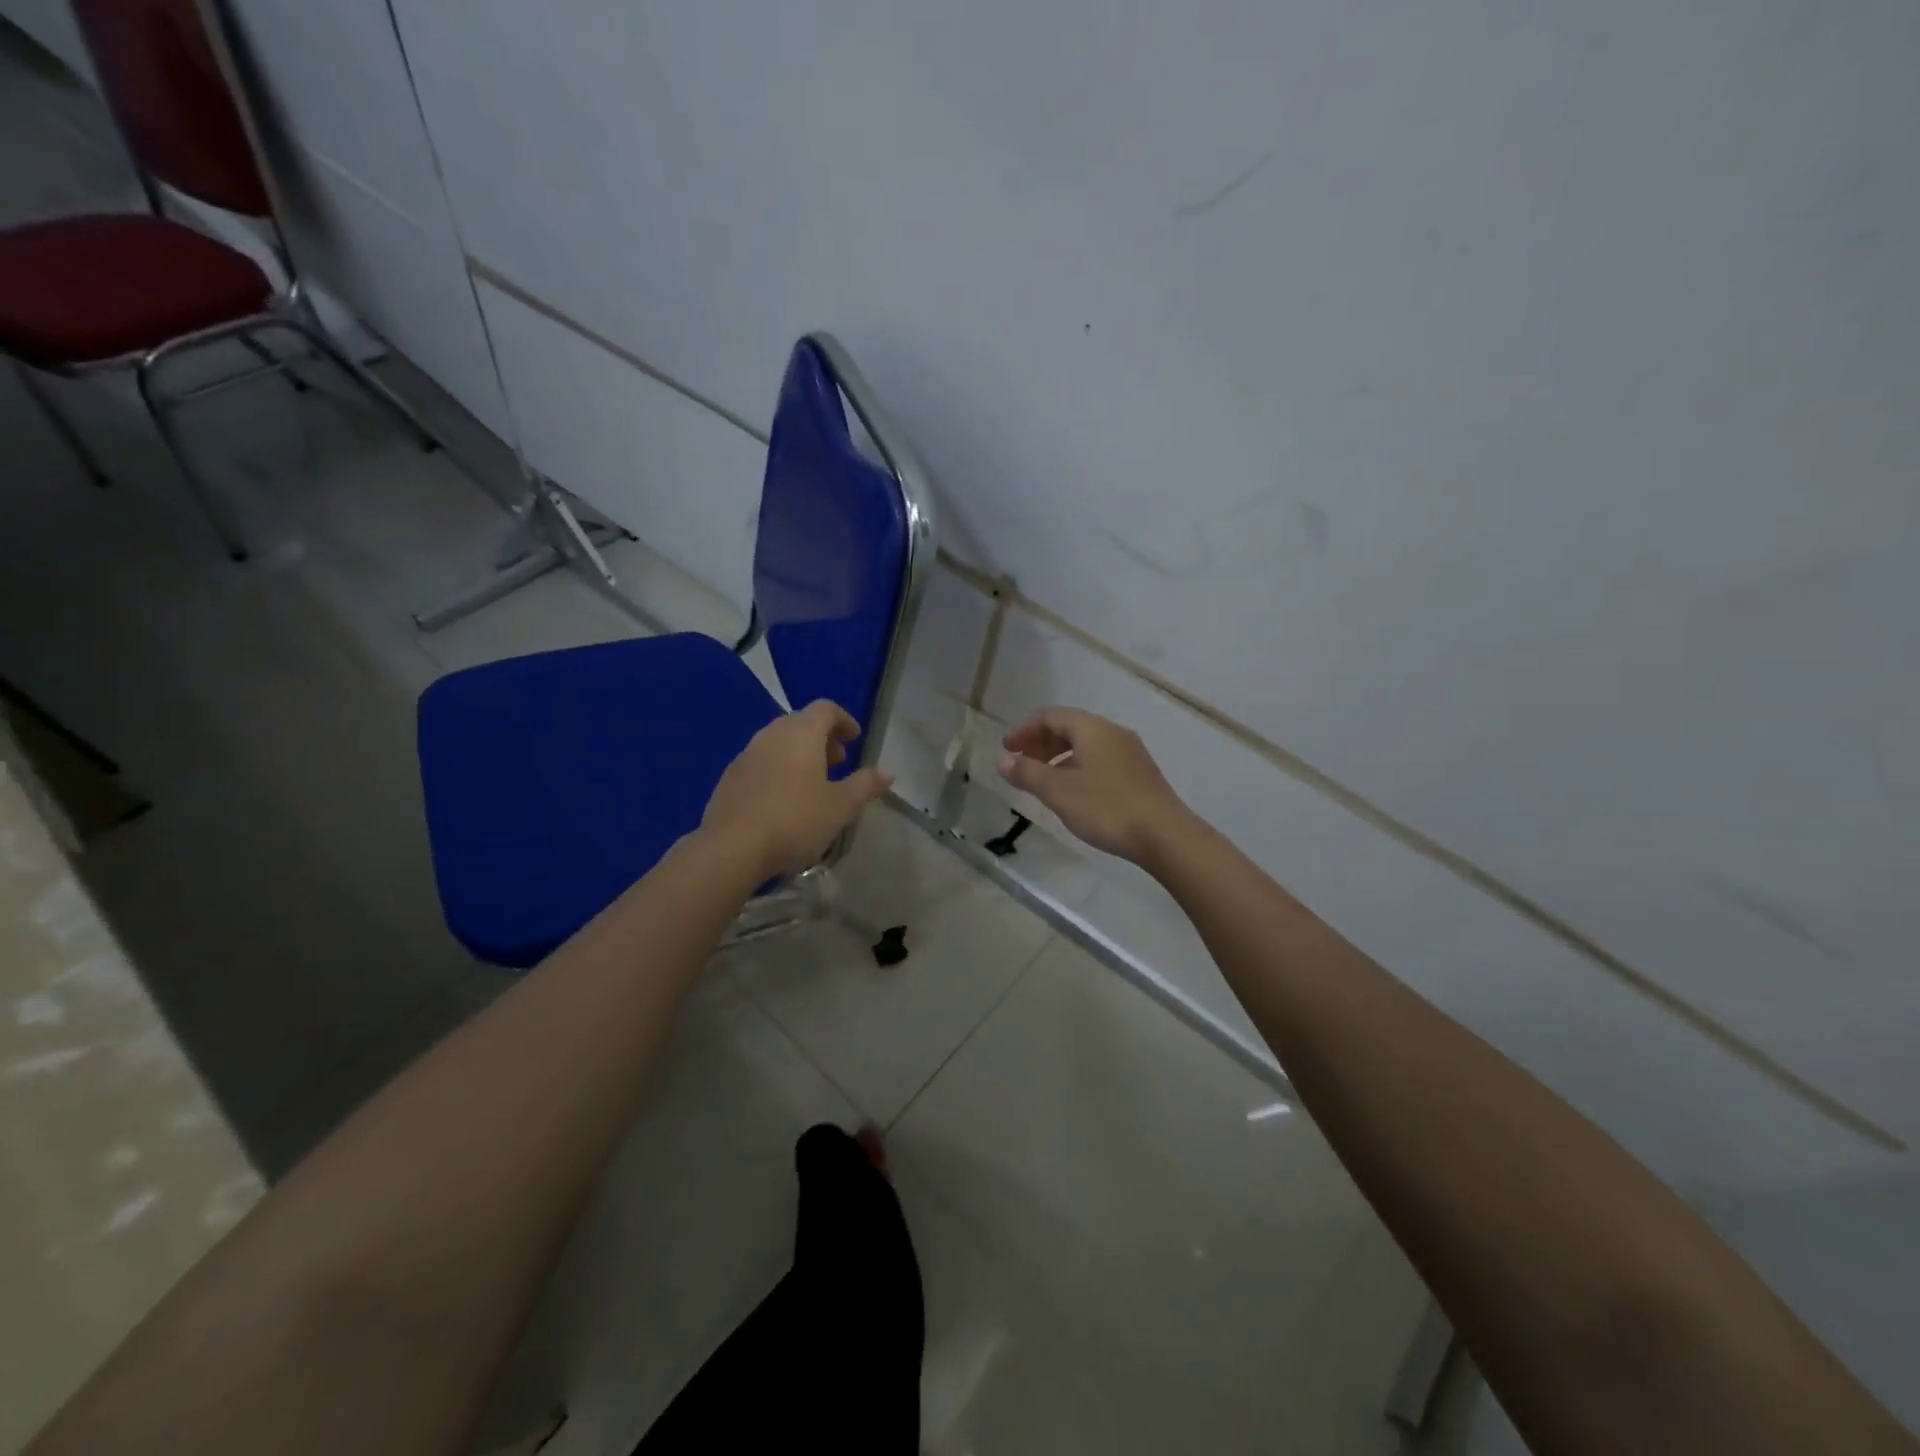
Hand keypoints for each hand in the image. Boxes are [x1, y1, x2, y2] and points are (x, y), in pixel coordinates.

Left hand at [702, 700, 893, 879]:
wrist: (731, 848)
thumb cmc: (795, 820)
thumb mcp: (841, 806)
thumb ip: (865, 785)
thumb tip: (888, 772)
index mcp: (801, 733)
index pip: (825, 709)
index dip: (844, 720)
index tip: (855, 739)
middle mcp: (771, 735)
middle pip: (800, 723)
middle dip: (822, 738)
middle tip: (838, 763)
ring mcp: (746, 756)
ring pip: (778, 743)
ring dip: (799, 754)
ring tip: (812, 784)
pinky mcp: (729, 779)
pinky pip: (760, 763)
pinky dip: (778, 770)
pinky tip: (783, 801)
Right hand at [998, 707, 1190, 865]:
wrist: (1164, 835)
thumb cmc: (1106, 807)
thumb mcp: (1058, 791)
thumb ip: (1028, 773)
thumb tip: (1004, 761)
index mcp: (1093, 729)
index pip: (1051, 716)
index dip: (1025, 729)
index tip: (1007, 749)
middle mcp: (1113, 733)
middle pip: (1070, 727)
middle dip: (1041, 743)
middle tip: (1021, 764)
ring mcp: (1130, 753)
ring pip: (1086, 745)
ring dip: (1059, 757)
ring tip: (1043, 781)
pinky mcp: (1140, 774)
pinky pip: (1100, 760)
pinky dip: (1078, 767)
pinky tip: (1073, 792)